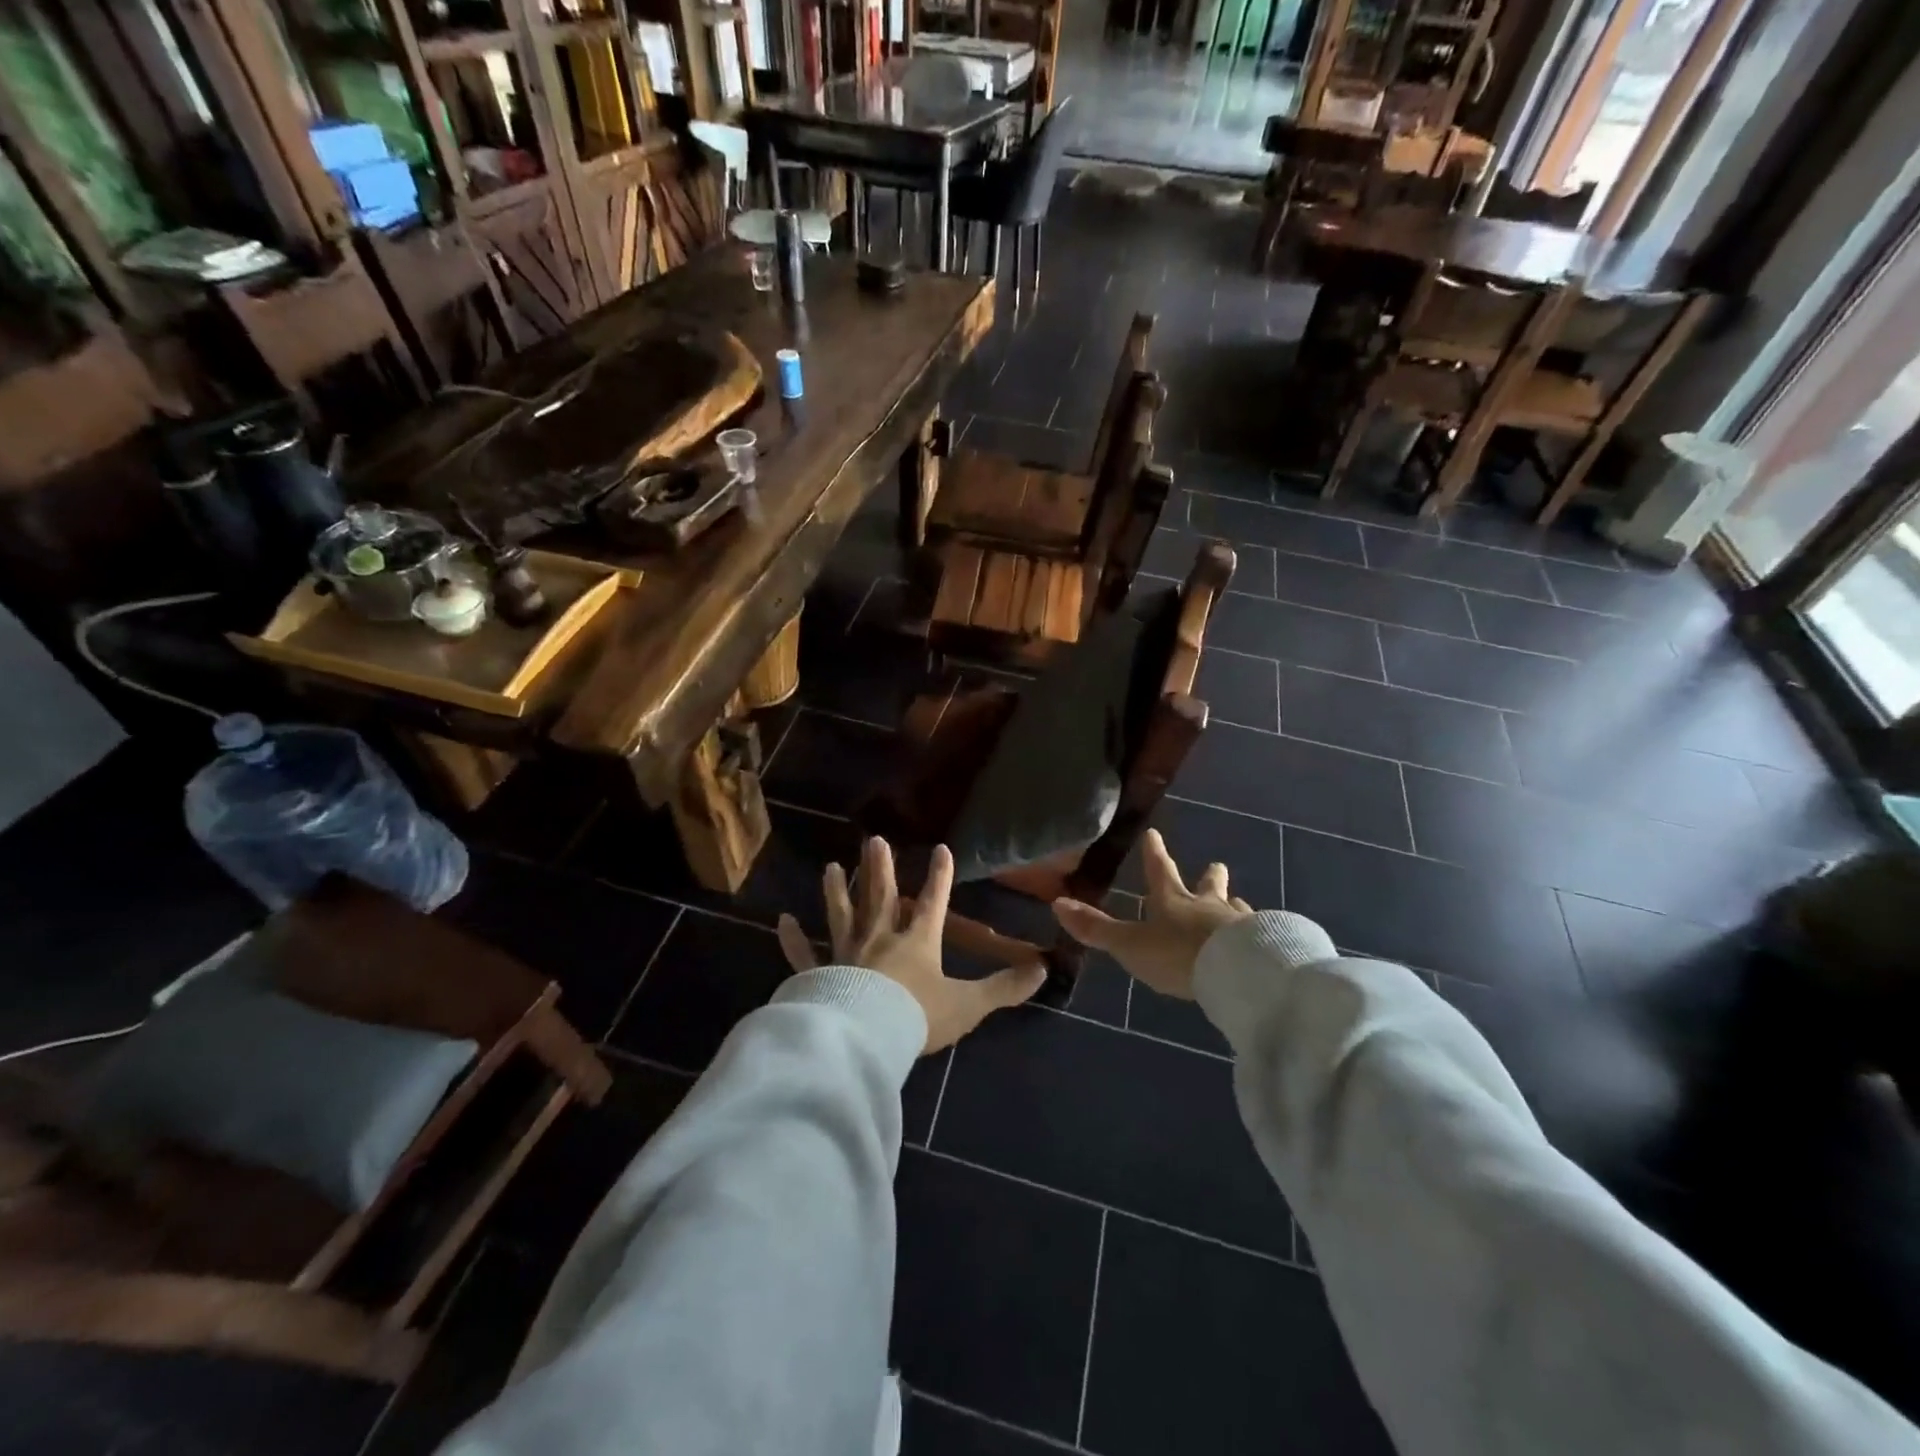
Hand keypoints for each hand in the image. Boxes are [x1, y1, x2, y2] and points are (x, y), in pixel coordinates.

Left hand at [778, 838, 1046, 1053]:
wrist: (867, 1039)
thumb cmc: (918, 1016)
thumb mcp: (969, 1004)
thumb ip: (1005, 987)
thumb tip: (1044, 969)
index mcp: (917, 942)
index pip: (933, 902)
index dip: (939, 876)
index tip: (940, 848)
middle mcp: (880, 939)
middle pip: (880, 897)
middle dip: (880, 868)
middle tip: (873, 839)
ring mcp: (845, 954)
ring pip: (841, 915)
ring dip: (836, 891)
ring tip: (830, 867)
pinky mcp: (818, 975)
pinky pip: (803, 955)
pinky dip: (793, 939)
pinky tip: (782, 921)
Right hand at [1052, 829, 1252, 1000]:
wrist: (1237, 971)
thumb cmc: (1178, 954)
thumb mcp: (1130, 944)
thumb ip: (1096, 929)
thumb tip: (1057, 903)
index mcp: (1172, 901)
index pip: (1160, 871)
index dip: (1155, 854)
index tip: (1155, 834)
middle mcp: (1207, 906)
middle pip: (1208, 885)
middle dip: (1210, 876)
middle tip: (1217, 864)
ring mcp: (1238, 923)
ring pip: (1235, 908)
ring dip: (1233, 904)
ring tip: (1239, 902)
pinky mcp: (1263, 944)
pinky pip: (1258, 933)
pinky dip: (1255, 932)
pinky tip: (1260, 938)